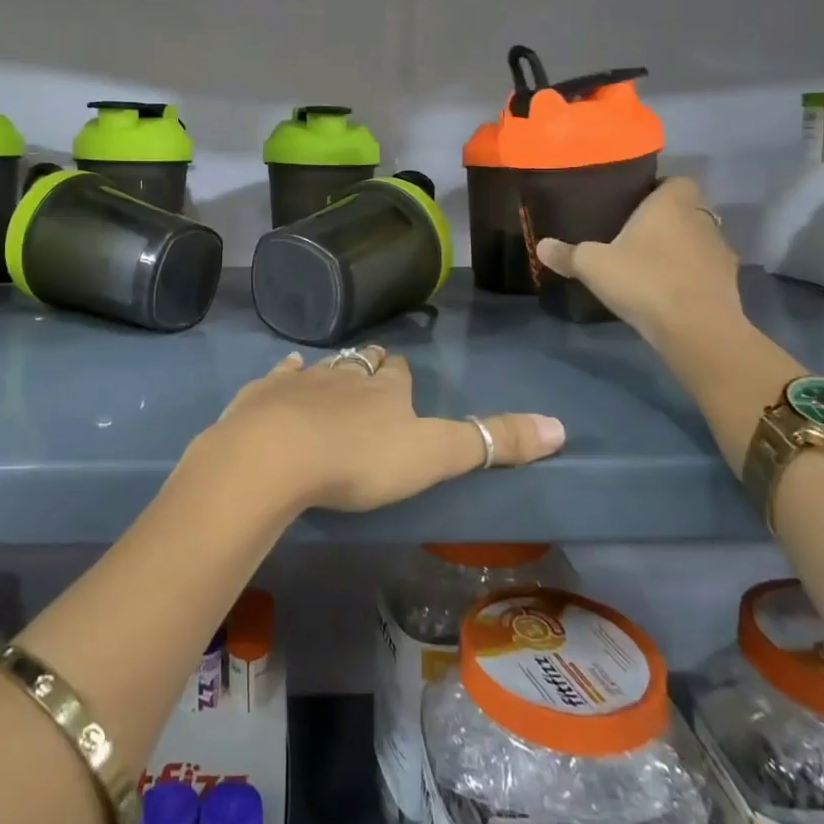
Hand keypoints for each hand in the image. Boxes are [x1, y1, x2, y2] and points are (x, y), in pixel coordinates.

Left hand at [202, 350, 563, 513]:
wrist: (275, 455)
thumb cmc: (359, 460)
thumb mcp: (433, 456)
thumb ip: (490, 442)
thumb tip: (561, 426)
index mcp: (385, 389)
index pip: (399, 373)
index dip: (401, 375)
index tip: (402, 376)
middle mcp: (344, 375)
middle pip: (361, 364)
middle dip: (369, 366)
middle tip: (372, 372)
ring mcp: (300, 380)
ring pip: (322, 367)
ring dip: (329, 371)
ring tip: (333, 376)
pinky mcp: (262, 393)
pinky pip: (279, 374)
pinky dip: (286, 373)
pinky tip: (284, 372)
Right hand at [534, 176, 741, 338]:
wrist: (696, 329)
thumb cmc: (644, 281)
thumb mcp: (593, 266)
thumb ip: (567, 254)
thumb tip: (541, 246)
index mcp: (672, 204)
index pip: (676, 181)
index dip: (659, 189)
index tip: (635, 204)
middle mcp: (701, 220)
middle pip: (688, 210)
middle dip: (667, 220)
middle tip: (636, 235)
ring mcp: (720, 252)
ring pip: (699, 240)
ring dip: (681, 248)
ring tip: (651, 265)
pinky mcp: (729, 283)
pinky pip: (706, 269)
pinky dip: (691, 275)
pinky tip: (668, 290)